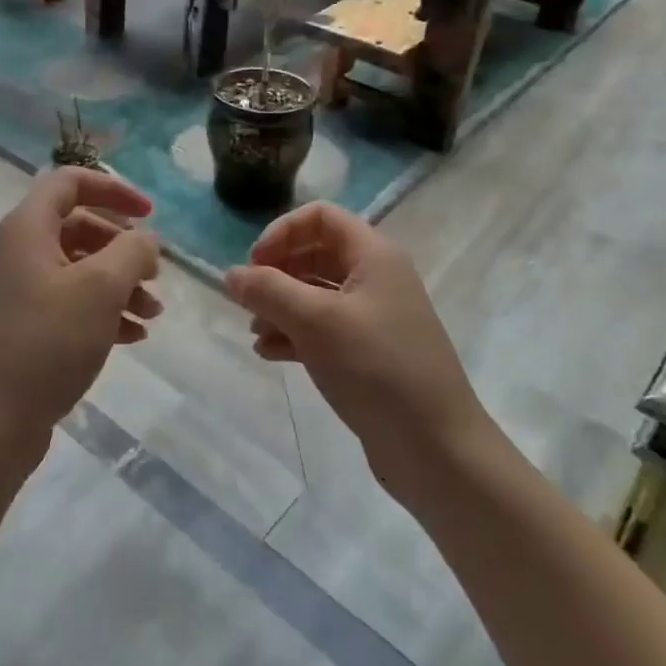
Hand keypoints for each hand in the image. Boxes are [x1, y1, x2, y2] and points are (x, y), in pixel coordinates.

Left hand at [0, 168, 161, 458]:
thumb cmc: (45, 343)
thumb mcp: (99, 289)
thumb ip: (131, 252)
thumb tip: (145, 239)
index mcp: (27, 228)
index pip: (70, 182)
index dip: (113, 188)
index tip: (150, 213)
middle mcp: (18, 252)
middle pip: (79, 226)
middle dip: (123, 247)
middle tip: (156, 273)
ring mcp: (18, 292)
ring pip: (78, 269)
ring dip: (119, 284)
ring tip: (153, 313)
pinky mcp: (23, 328)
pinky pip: (69, 304)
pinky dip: (103, 312)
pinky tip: (133, 336)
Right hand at [224, 203, 493, 505]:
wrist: (435, 448)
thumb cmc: (376, 368)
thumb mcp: (314, 321)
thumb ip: (268, 290)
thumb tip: (230, 274)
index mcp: (373, 255)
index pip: (320, 216)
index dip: (282, 232)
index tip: (255, 265)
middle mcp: (377, 278)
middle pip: (316, 253)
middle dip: (277, 272)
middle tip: (249, 300)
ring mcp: (375, 318)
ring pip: (317, 294)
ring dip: (281, 306)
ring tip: (254, 332)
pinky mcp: (370, 354)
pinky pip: (324, 329)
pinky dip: (294, 334)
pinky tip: (269, 353)